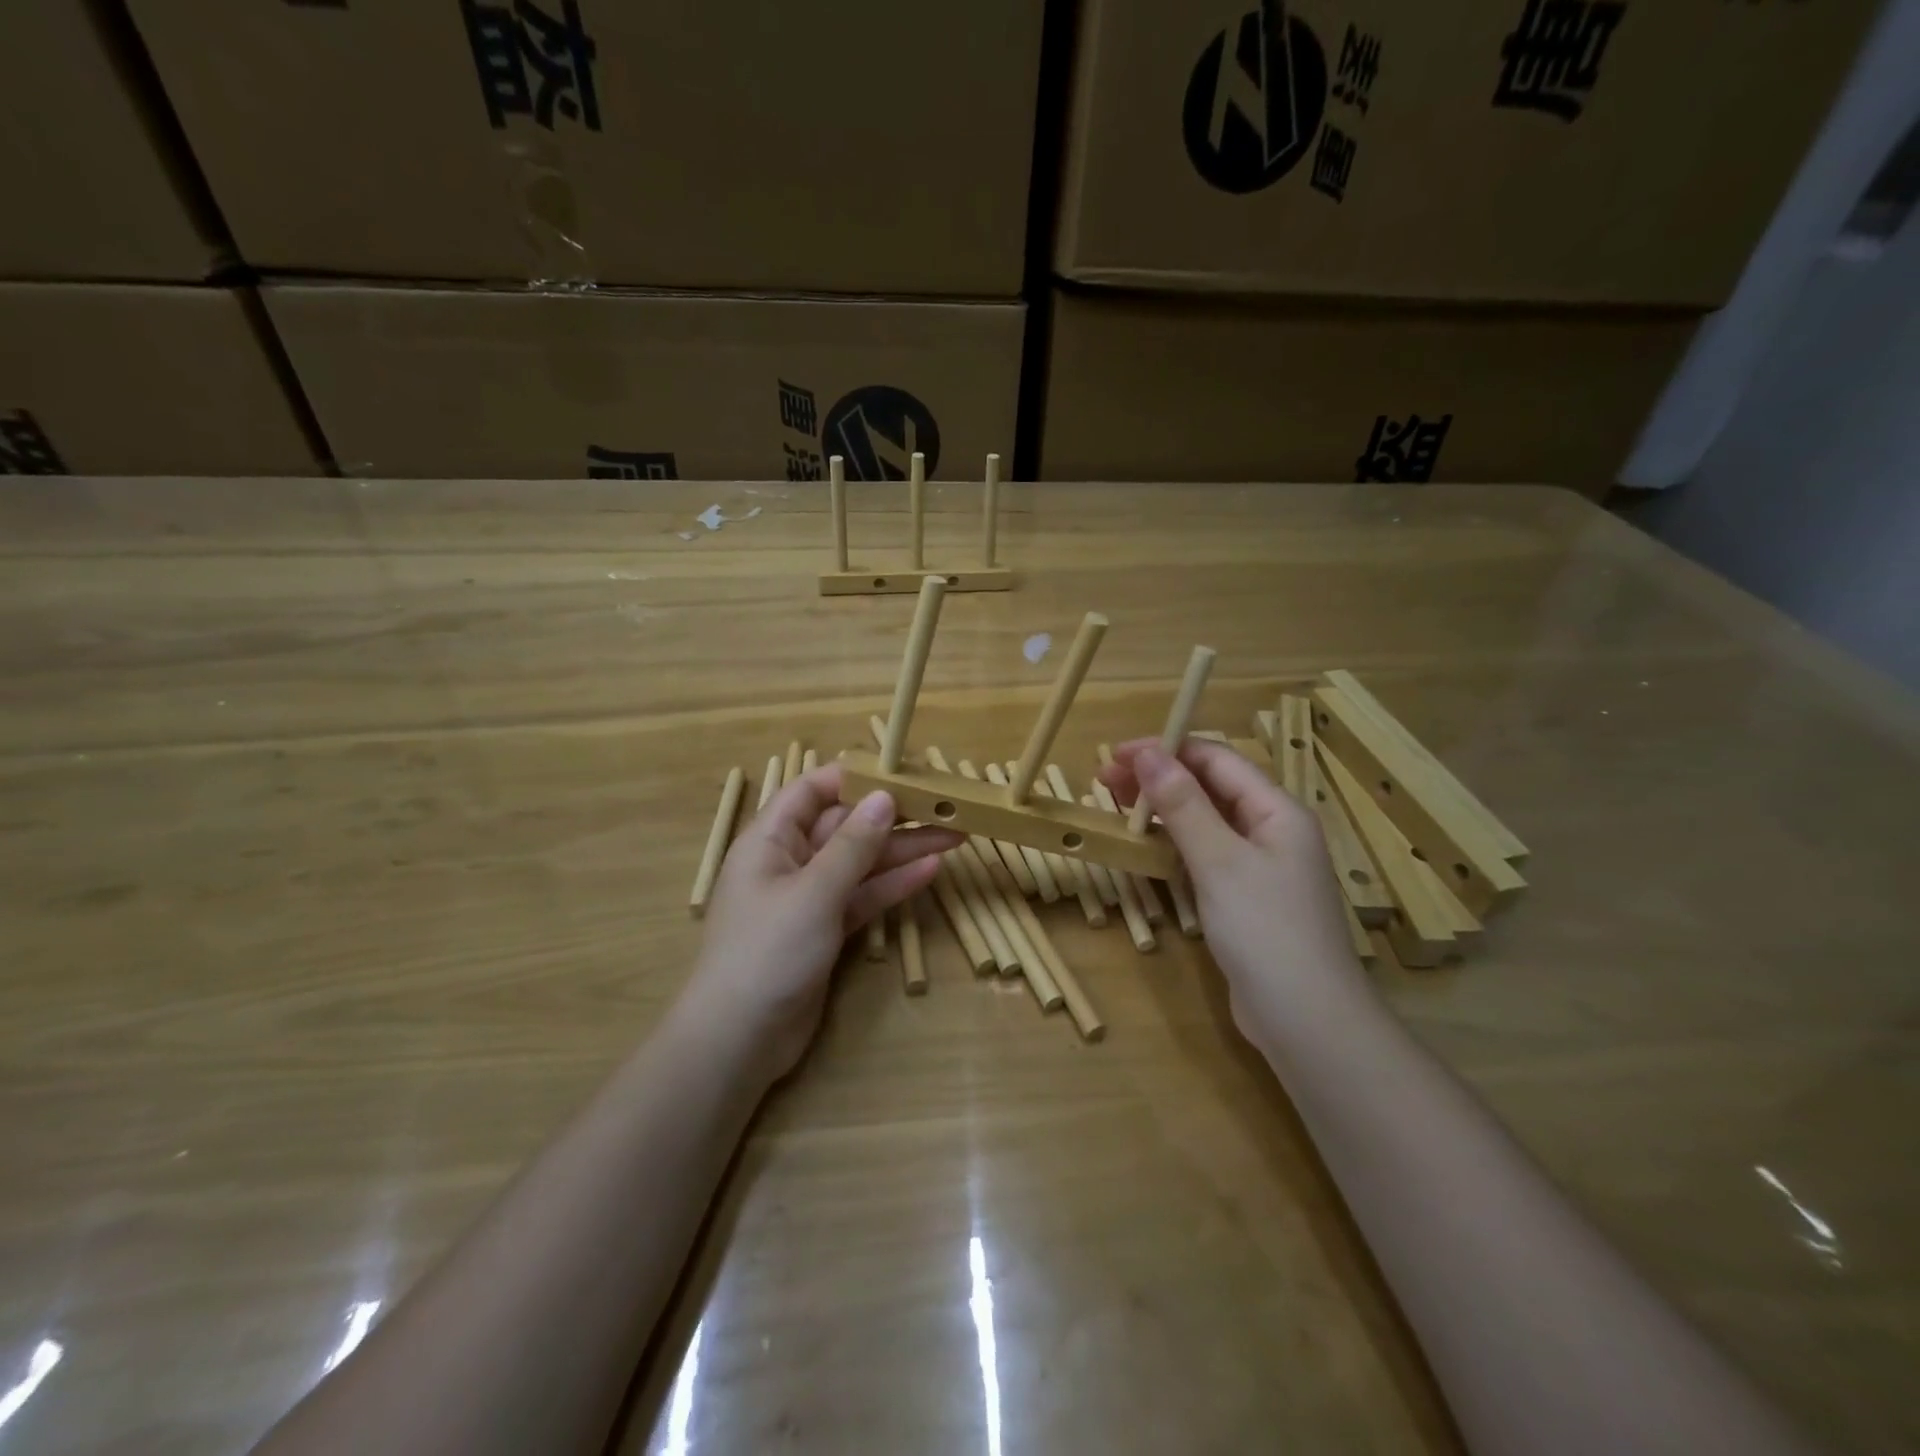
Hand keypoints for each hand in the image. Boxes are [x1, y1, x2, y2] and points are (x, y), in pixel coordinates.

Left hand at [689, 763, 960, 1078]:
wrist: (741, 1040)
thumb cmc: (768, 952)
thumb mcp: (814, 892)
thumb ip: (853, 844)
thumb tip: (885, 796)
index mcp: (771, 840)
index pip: (811, 791)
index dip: (853, 777)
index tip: (900, 772)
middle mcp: (790, 861)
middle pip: (845, 826)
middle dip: (892, 817)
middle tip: (944, 808)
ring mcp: (809, 898)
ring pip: (861, 862)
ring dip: (902, 850)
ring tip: (954, 836)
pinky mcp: (826, 930)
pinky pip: (863, 896)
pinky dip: (893, 885)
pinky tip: (930, 871)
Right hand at [1099, 739, 1370, 1047]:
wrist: (1307, 1022)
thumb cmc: (1266, 931)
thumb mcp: (1219, 861)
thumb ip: (1183, 804)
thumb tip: (1147, 753)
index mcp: (1276, 810)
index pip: (1216, 759)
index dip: (1165, 749)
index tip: (1115, 755)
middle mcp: (1270, 829)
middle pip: (1209, 787)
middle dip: (1158, 778)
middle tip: (1104, 781)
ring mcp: (1258, 865)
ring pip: (1203, 821)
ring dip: (1161, 809)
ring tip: (1115, 806)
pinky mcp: (1243, 897)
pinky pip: (1203, 854)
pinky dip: (1172, 844)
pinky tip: (1143, 847)